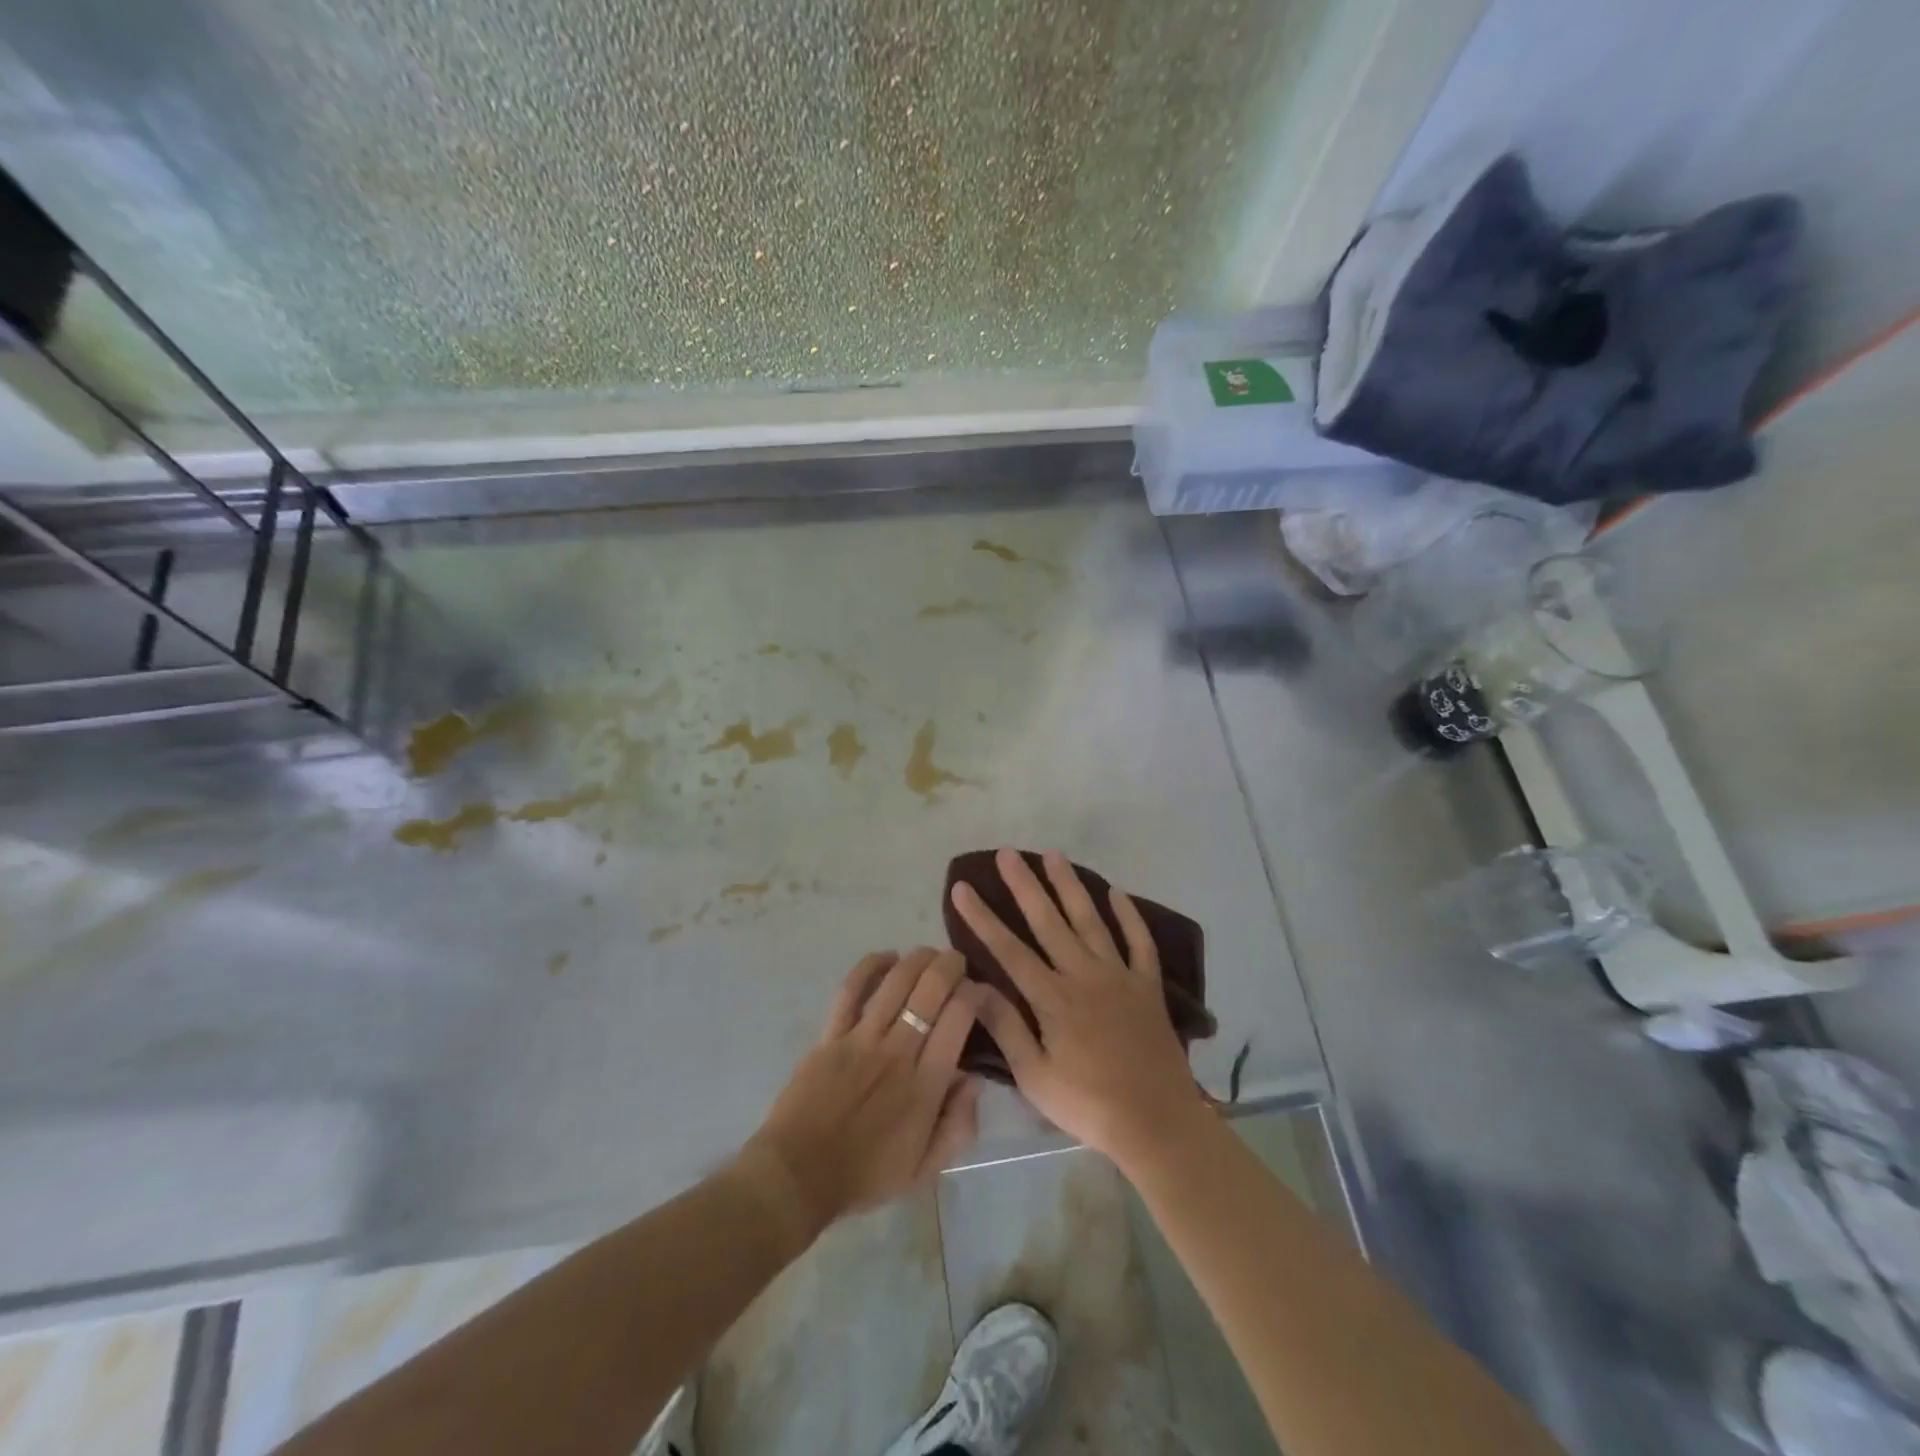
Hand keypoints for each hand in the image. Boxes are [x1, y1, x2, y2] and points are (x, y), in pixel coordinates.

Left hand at [741, 948, 982, 1241]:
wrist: (798, 1176)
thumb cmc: (865, 1175)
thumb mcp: (924, 1169)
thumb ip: (958, 1126)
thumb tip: (974, 1079)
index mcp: (925, 1085)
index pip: (958, 1020)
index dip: (975, 995)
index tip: (980, 991)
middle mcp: (897, 1052)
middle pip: (930, 991)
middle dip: (951, 966)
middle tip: (958, 962)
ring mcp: (861, 1039)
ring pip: (896, 982)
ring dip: (918, 959)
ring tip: (930, 954)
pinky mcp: (831, 1034)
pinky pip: (851, 990)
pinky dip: (870, 966)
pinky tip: (888, 957)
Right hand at [951, 849, 1208, 1170]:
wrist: (1157, 1122)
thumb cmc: (1088, 1105)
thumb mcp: (1035, 1077)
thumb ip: (1006, 1028)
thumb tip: (973, 987)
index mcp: (1053, 998)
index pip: (1009, 949)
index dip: (982, 918)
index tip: (963, 889)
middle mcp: (1084, 975)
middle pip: (1049, 922)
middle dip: (1025, 885)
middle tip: (1008, 853)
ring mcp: (1119, 976)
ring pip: (1091, 920)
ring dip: (1071, 886)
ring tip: (1054, 855)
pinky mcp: (1148, 986)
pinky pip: (1140, 942)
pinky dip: (1129, 915)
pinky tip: (1116, 891)